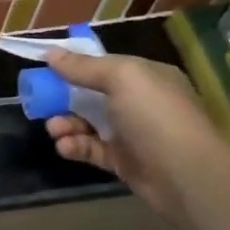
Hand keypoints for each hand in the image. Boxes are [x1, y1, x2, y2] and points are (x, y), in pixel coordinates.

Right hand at [38, 46, 229, 225]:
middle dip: (65, 97)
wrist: (187, 176)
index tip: (47, 68)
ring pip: (89, 123)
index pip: (106, 65)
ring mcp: (133, 134)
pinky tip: (64, 147)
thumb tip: (50, 53)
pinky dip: (76, 146)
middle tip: (42, 101)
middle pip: (93, 95)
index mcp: (147, 78)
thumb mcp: (121, 79)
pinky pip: (93, 149)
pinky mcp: (125, 162)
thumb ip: (84, 67)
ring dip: (67, 124)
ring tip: (53, 129)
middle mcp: (141, 103)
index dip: (76, 65)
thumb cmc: (155, 116)